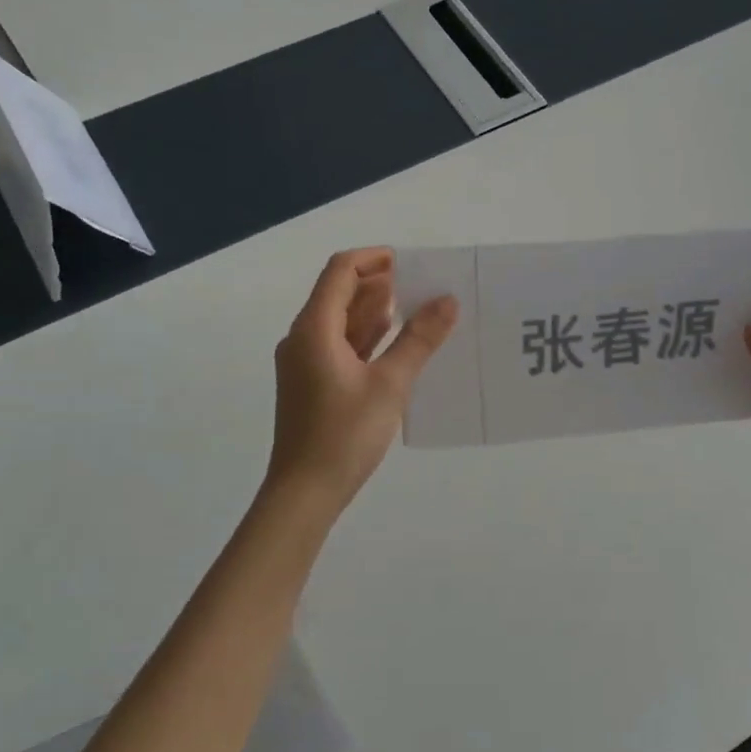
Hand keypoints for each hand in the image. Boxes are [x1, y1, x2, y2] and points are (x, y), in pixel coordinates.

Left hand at [266, 248, 457, 509]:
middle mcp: (303, 338)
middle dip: (378, 284)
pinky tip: (395, 345)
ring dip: (374, 311)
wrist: (305, 492)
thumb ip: (418, 339)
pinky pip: (339, 346)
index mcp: (314, 329)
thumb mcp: (390, 384)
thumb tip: (447, 301)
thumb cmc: (344, 434)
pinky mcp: (312, 384)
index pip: (340, 272)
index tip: (410, 263)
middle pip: (338, 294)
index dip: (373, 259)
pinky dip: (366, 338)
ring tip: (415, 310)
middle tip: (421, 286)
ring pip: (340, 322)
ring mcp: (305, 363)